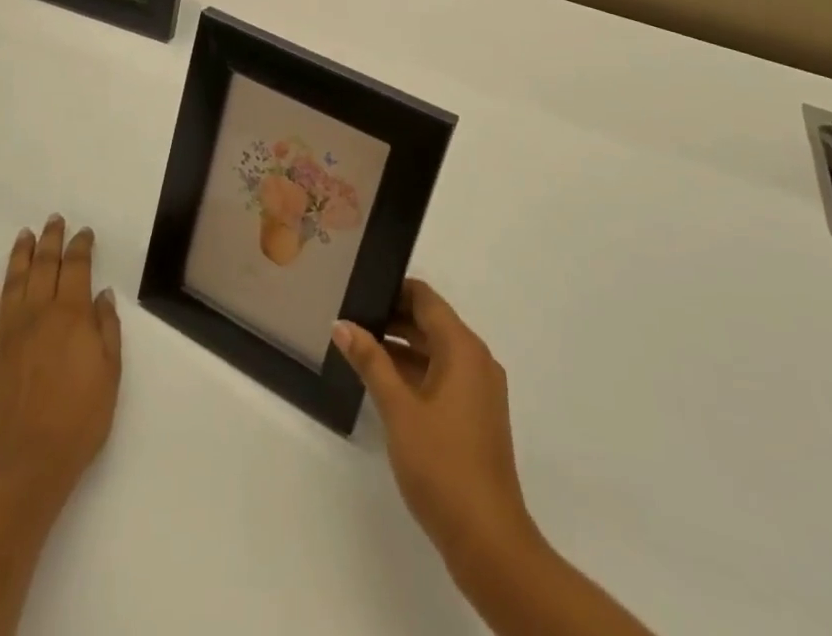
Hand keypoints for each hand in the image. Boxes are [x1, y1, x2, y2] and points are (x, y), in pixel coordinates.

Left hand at [0, 216, 122, 512]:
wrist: (23, 467)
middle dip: (50, 240)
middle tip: (53, 220)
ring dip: (19, 256)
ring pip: (12, 282)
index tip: (83, 232)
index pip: (76, 268)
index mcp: (71, 316)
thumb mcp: (110, 375)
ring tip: (24, 235)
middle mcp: (37, 314)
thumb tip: (101, 294)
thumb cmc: (77, 422)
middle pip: (43, 266)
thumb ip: (106, 329)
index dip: (80, 246)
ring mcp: (5, 333)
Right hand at [333, 280, 534, 565]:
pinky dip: (414, 372)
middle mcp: (476, 361)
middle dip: (391, 319)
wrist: (489, 541)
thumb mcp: (398, 409)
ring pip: (435, 351)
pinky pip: (442, 376)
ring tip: (358, 347)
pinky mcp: (475, 416)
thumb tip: (342, 324)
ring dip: (400, 347)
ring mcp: (479, 391)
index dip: (392, 289)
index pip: (425, 298)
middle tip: (349, 317)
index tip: (358, 289)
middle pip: (430, 322)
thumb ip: (370, 362)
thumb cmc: (442, 465)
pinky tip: (382, 383)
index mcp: (463, 348)